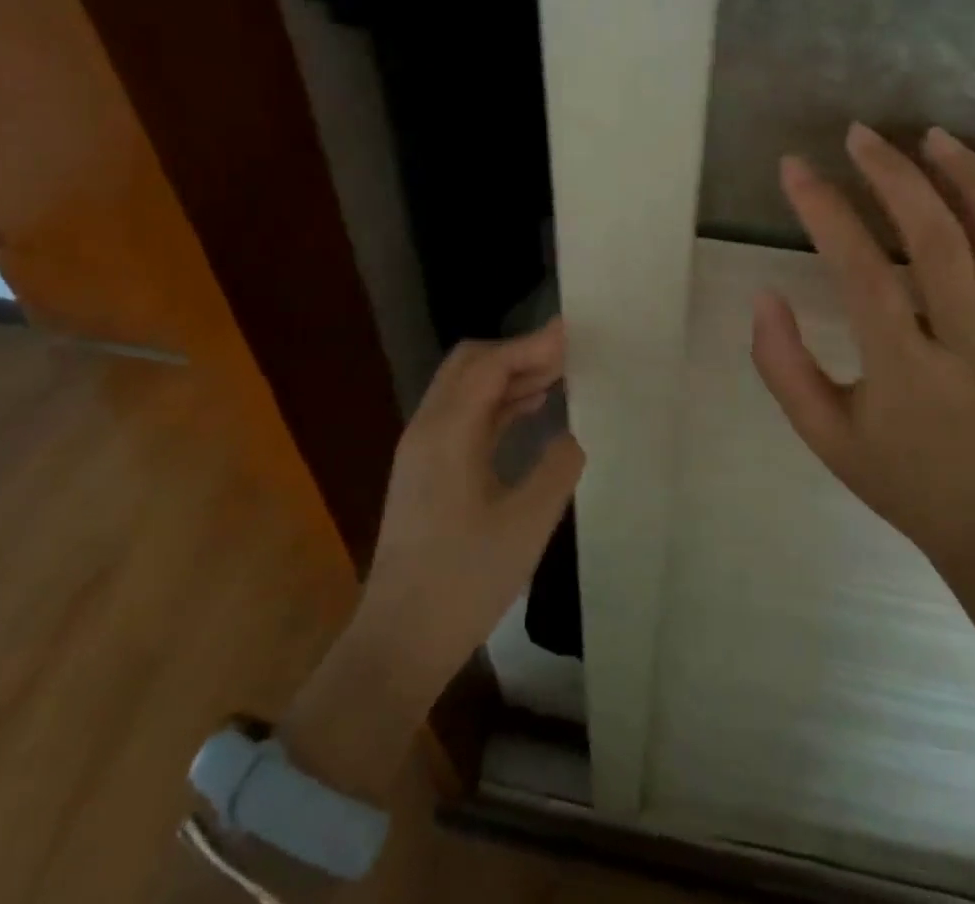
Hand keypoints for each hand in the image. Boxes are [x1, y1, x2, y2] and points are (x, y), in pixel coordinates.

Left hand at [280, 320, 580, 799]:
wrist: (399, 641)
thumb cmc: (464, 582)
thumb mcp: (526, 524)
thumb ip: (558, 467)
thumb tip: (574, 433)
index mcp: (448, 432)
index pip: (490, 364)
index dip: (532, 344)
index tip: (573, 333)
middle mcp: (428, 428)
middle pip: (471, 364)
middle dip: (519, 352)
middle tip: (568, 354)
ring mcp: (422, 449)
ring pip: (466, 388)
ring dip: (508, 375)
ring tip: (559, 375)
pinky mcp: (425, 470)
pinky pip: (463, 415)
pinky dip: (497, 402)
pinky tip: (529, 410)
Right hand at [750, 123, 974, 572]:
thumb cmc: (897, 477)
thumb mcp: (822, 435)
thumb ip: (784, 366)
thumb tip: (764, 296)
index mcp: (906, 375)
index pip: (863, 278)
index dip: (826, 215)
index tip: (795, 169)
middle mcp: (970, 349)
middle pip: (940, 246)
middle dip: (897, 179)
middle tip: (860, 135)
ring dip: (974, 182)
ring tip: (935, 136)